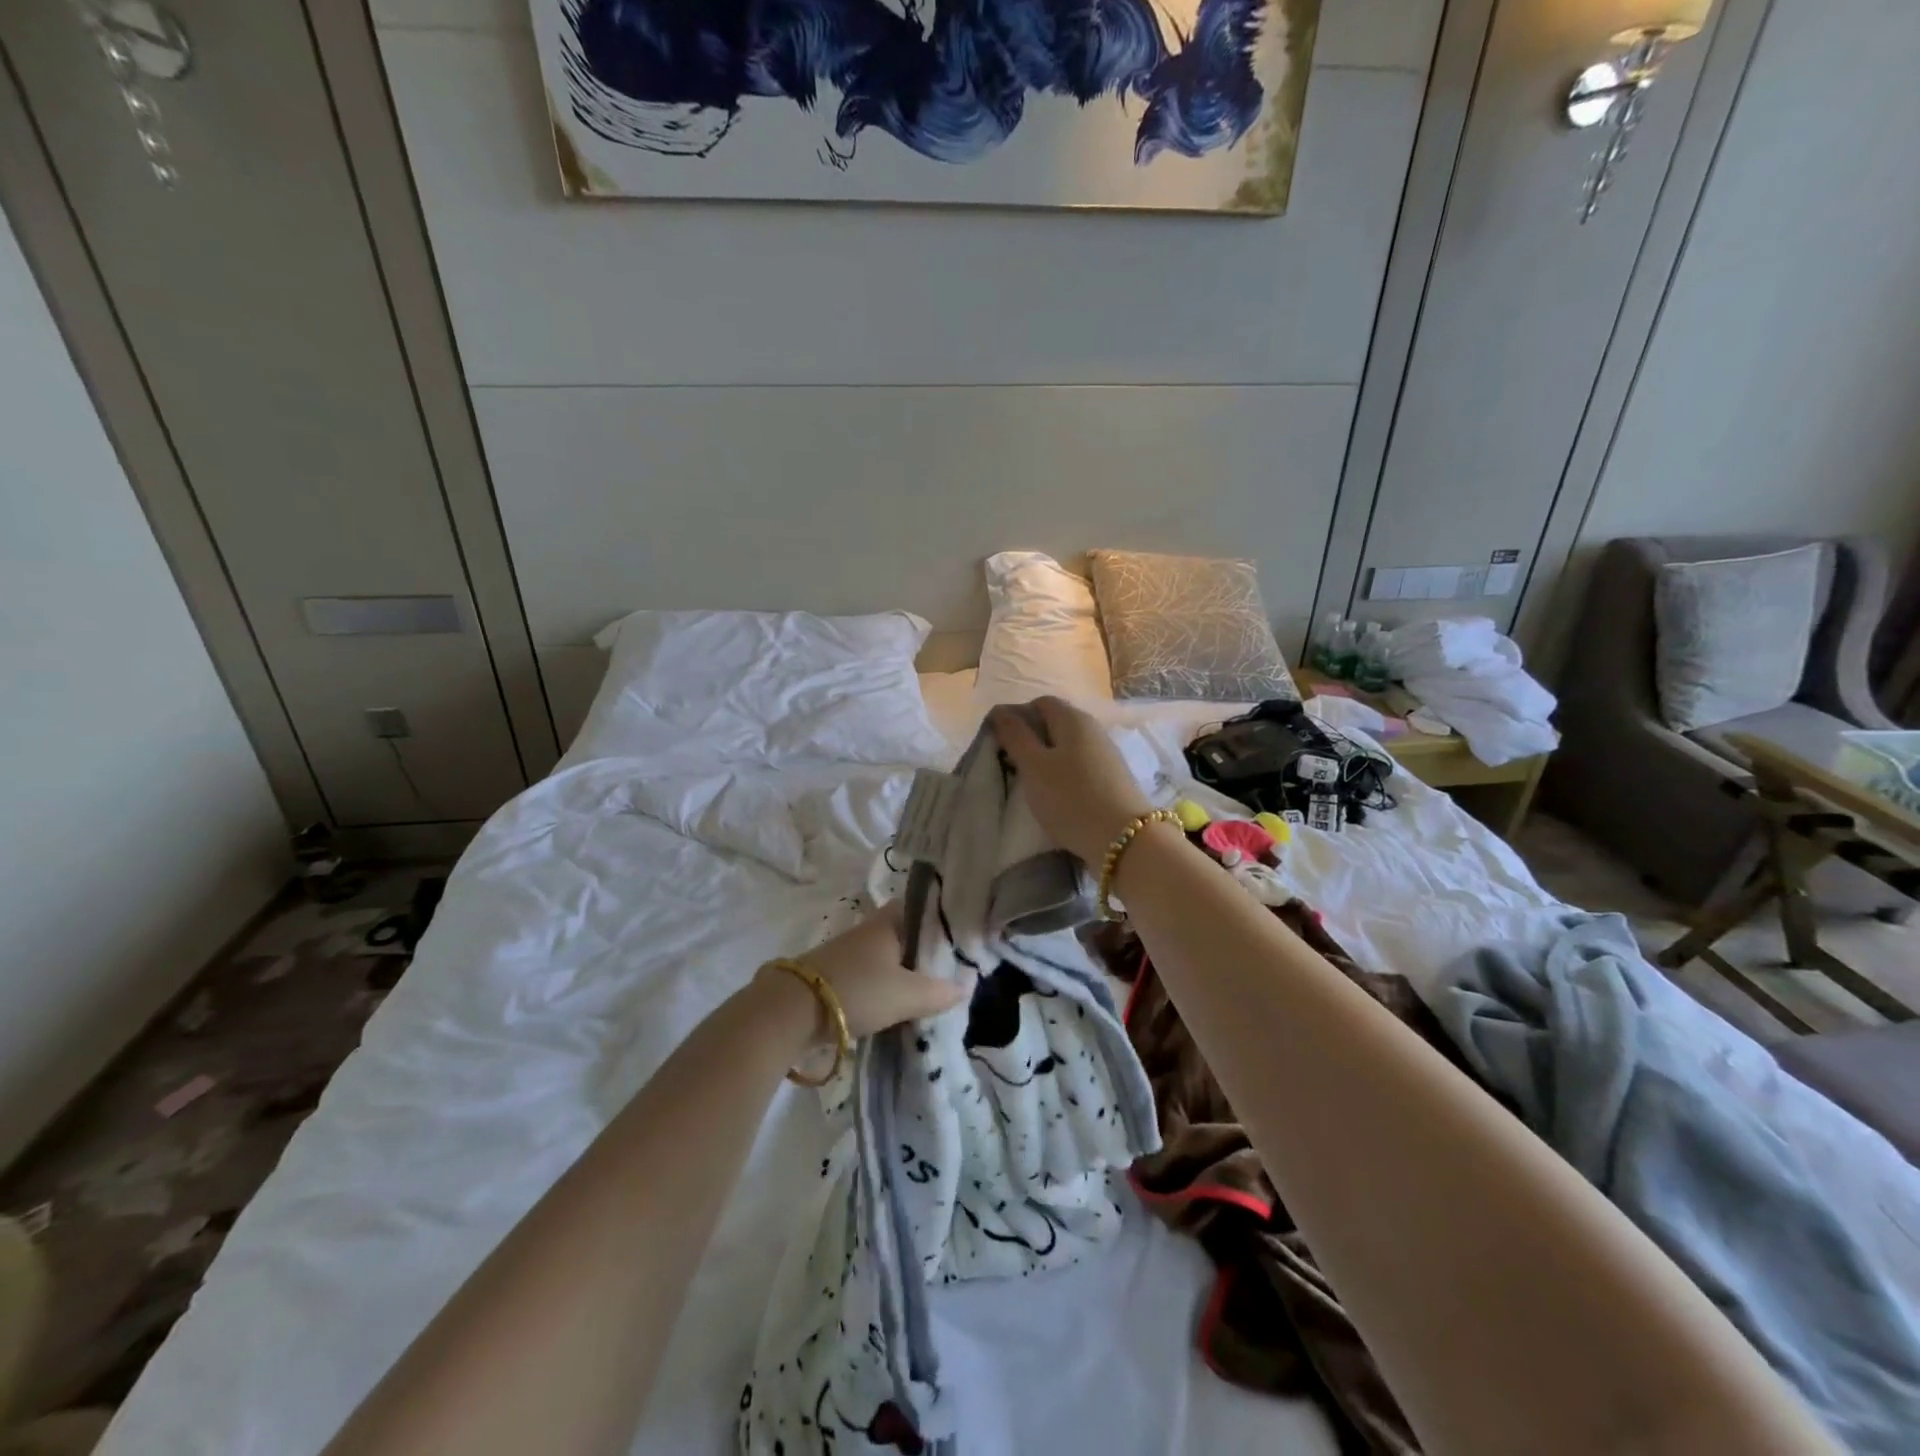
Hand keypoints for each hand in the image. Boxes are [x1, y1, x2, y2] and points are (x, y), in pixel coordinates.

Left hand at [758, 904, 968, 1045]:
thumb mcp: (907, 995)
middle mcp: (868, 931)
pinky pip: (871, 975)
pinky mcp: (835, 976)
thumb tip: (966, 985)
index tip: (961, 934)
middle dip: (925, 950)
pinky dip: (886, 986)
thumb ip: (939, 992)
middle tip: (951, 969)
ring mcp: (849, 953)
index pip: (920, 907)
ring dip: (904, 971)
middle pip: (905, 934)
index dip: (940, 918)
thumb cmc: (857, 990)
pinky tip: (898, 1004)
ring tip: (930, 990)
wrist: (791, 1011)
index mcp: (888, 923)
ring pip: (887, 956)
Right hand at [989, 697, 1154, 864]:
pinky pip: (1080, 766)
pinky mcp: (1112, 778)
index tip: (1000, 742)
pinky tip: (1055, 795)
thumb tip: (1000, 710)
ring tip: (1030, 783)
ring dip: (1046, 759)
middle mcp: (1093, 729)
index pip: (1040, 703)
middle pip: (1055, 723)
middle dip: (1031, 739)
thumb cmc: (1071, 797)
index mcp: (1073, 719)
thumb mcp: (1034, 766)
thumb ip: (1016, 736)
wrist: (1124, 839)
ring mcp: (1106, 754)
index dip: (1017, 717)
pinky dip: (1063, 774)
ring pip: (1067, 747)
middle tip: (1011, 764)